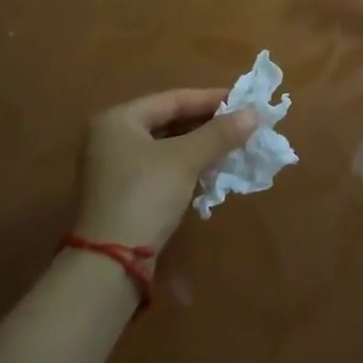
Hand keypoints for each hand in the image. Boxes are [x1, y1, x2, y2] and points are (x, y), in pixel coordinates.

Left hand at [74, 89, 254, 251]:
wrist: (110, 264)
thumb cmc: (145, 196)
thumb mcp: (185, 160)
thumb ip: (219, 134)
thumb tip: (253, 114)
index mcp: (118, 119)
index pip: (172, 99)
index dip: (210, 99)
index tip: (243, 102)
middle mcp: (110, 137)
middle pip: (168, 121)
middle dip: (206, 124)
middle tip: (240, 124)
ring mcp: (113, 168)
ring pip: (166, 146)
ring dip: (199, 146)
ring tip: (232, 146)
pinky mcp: (122, 194)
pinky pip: (160, 168)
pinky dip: (186, 166)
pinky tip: (211, 170)